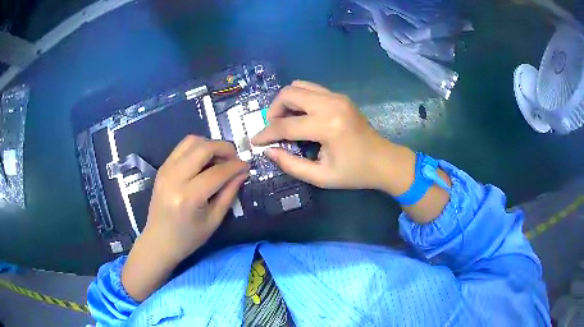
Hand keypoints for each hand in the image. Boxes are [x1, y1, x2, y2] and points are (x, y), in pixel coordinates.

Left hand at [122, 136, 248, 300]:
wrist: (159, 241)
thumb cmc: (188, 238)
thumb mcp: (214, 220)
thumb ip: (229, 193)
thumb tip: (242, 172)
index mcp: (188, 197)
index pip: (217, 172)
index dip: (235, 166)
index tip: (246, 166)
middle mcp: (174, 178)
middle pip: (203, 147)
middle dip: (224, 148)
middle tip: (234, 158)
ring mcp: (165, 170)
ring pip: (191, 141)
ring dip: (210, 144)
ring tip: (219, 158)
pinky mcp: (162, 168)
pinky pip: (182, 147)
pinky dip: (197, 148)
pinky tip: (204, 160)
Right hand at [252, 81, 406, 190]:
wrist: (384, 161)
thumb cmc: (355, 173)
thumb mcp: (321, 177)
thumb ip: (290, 165)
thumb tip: (268, 151)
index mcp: (327, 126)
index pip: (285, 125)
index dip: (266, 134)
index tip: (255, 141)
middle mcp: (330, 104)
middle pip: (288, 94)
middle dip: (273, 110)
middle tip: (274, 129)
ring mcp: (337, 97)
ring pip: (298, 86)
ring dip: (286, 102)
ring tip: (286, 121)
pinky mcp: (340, 96)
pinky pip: (311, 89)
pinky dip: (299, 99)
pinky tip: (301, 116)